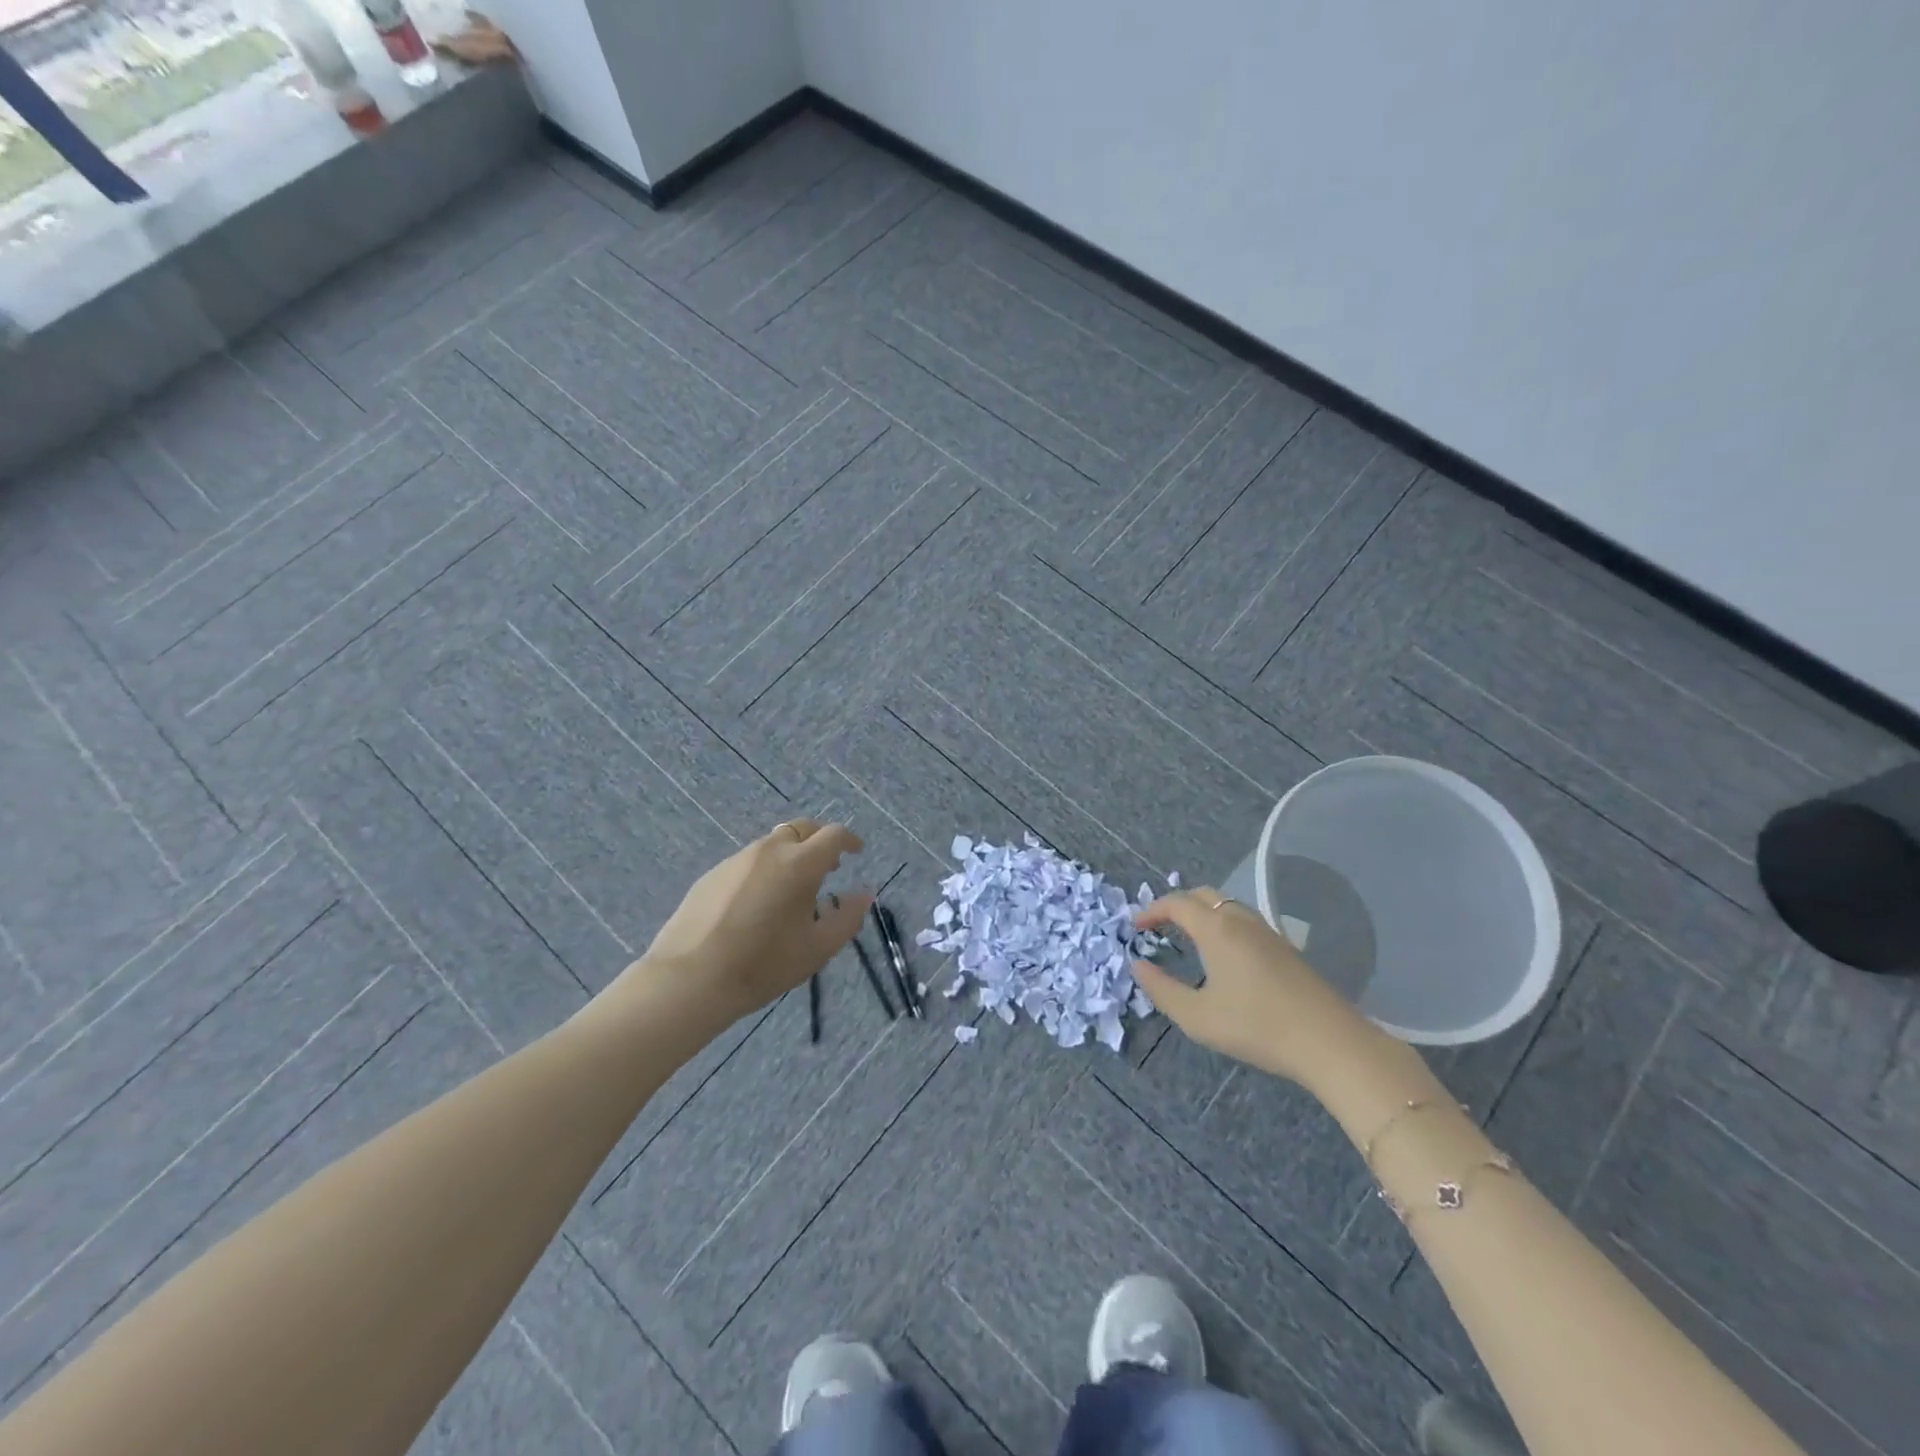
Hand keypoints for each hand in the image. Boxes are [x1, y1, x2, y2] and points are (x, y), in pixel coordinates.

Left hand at [617, 820, 870, 1026]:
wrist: (690, 978)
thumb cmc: (763, 965)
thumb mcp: (817, 949)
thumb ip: (847, 917)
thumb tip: (864, 893)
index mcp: (800, 864)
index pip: (833, 835)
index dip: (849, 840)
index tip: (856, 852)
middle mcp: (768, 851)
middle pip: (801, 828)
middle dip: (819, 841)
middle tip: (828, 866)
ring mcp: (736, 860)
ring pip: (772, 844)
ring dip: (790, 855)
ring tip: (792, 889)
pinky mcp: (712, 874)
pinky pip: (748, 862)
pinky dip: (763, 870)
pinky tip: (757, 903)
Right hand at [1130, 887, 1377, 1086]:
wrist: (1329, 1041)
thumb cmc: (1256, 1026)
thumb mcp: (1197, 1017)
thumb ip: (1162, 989)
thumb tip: (1139, 966)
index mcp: (1216, 929)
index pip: (1176, 903)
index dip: (1152, 910)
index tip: (1135, 926)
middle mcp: (1240, 920)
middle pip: (1203, 895)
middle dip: (1176, 905)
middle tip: (1159, 926)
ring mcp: (1267, 931)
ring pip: (1227, 905)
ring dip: (1202, 912)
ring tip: (1188, 936)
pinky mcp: (1284, 947)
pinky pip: (1243, 920)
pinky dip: (1222, 923)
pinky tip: (1223, 953)